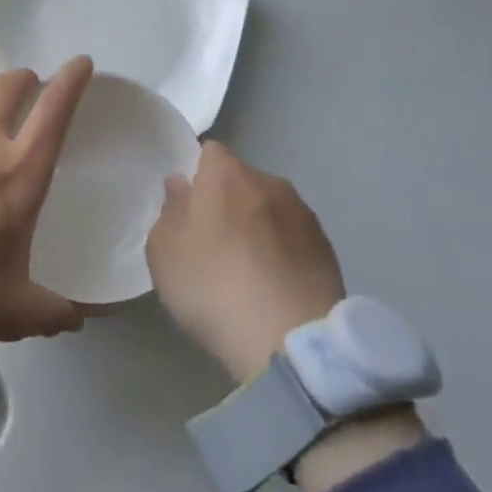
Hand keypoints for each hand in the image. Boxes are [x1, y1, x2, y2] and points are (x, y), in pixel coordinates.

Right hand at [145, 141, 345, 384]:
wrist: (289, 339)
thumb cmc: (212, 286)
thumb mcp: (164, 251)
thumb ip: (170, 210)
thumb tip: (181, 185)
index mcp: (226, 175)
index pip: (209, 152)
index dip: (197, 174)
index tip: (188, 206)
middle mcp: (269, 182)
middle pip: (241, 180)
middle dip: (228, 202)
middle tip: (213, 242)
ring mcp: (303, 214)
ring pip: (270, 208)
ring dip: (259, 227)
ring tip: (248, 269)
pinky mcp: (328, 248)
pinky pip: (293, 238)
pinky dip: (282, 252)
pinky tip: (273, 286)